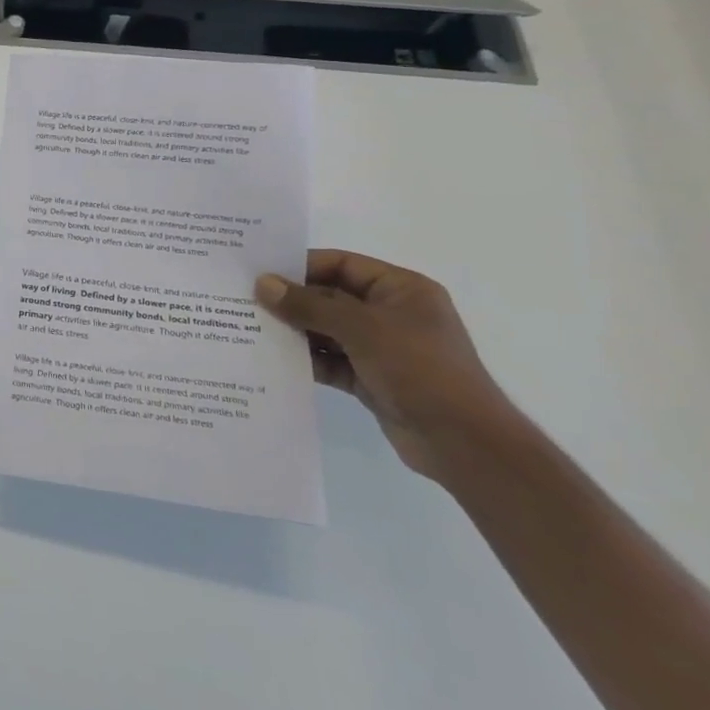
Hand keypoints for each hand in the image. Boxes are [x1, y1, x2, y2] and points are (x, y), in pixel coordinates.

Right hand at [256, 250, 518, 480]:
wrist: (464, 444)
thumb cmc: (421, 370)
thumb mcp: (362, 329)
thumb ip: (310, 306)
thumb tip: (263, 284)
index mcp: (401, 290)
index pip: (342, 265)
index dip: (301, 266)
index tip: (260, 272)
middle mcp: (391, 314)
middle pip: (330, 297)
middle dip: (292, 301)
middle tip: (245, 301)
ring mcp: (381, 348)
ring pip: (327, 330)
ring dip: (295, 331)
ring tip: (250, 328)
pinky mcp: (371, 378)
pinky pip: (330, 360)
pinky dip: (306, 359)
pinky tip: (272, 359)